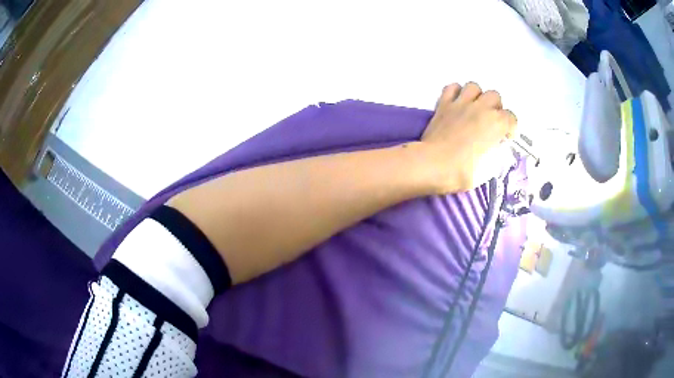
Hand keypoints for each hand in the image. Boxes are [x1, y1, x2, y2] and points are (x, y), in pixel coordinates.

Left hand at [420, 82, 517, 193]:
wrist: (434, 164)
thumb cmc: (463, 171)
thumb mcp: (487, 170)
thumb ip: (494, 157)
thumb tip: (494, 152)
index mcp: (496, 124)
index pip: (511, 118)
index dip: (511, 128)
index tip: (505, 138)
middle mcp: (481, 108)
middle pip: (495, 96)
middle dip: (496, 108)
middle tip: (491, 122)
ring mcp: (461, 103)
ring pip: (474, 87)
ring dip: (477, 96)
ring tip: (475, 109)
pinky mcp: (444, 104)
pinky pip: (451, 88)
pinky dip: (455, 92)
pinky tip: (456, 103)